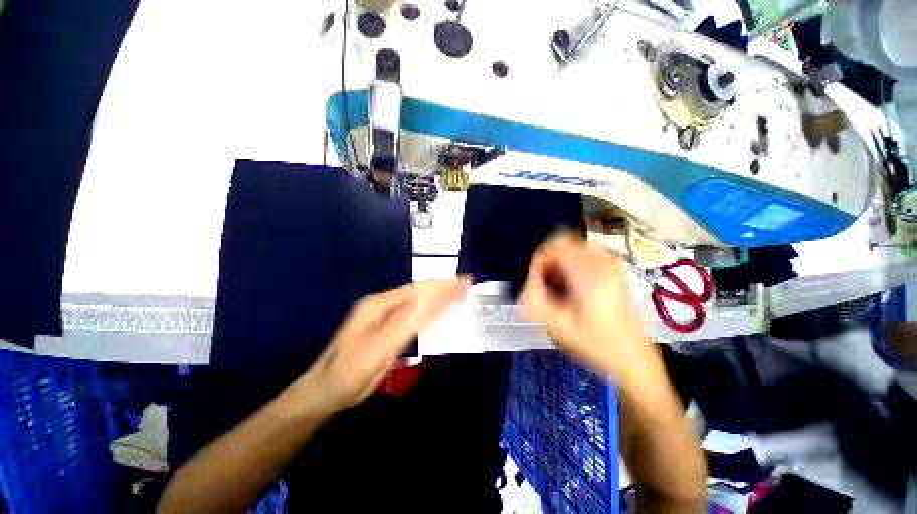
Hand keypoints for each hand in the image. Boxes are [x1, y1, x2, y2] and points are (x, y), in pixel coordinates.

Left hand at [286, 279, 470, 416]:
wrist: (324, 390)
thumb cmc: (349, 373)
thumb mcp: (377, 350)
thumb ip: (404, 324)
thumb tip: (427, 300)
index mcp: (379, 305)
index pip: (418, 290)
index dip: (442, 286)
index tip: (463, 282)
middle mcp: (381, 304)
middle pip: (418, 291)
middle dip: (443, 287)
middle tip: (466, 284)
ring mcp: (382, 314)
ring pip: (416, 300)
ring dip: (438, 296)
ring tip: (458, 293)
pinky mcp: (385, 325)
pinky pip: (412, 312)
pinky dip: (429, 309)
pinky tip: (439, 309)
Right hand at [520, 232, 654, 386]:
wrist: (634, 360)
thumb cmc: (596, 346)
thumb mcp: (557, 326)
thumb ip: (534, 298)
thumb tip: (531, 279)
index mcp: (591, 274)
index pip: (555, 245)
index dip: (539, 259)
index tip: (536, 282)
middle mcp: (604, 261)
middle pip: (563, 244)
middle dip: (548, 263)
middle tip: (546, 288)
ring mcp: (612, 263)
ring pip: (572, 249)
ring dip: (558, 265)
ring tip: (559, 290)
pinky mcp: (615, 269)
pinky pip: (582, 256)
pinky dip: (570, 267)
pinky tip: (572, 289)